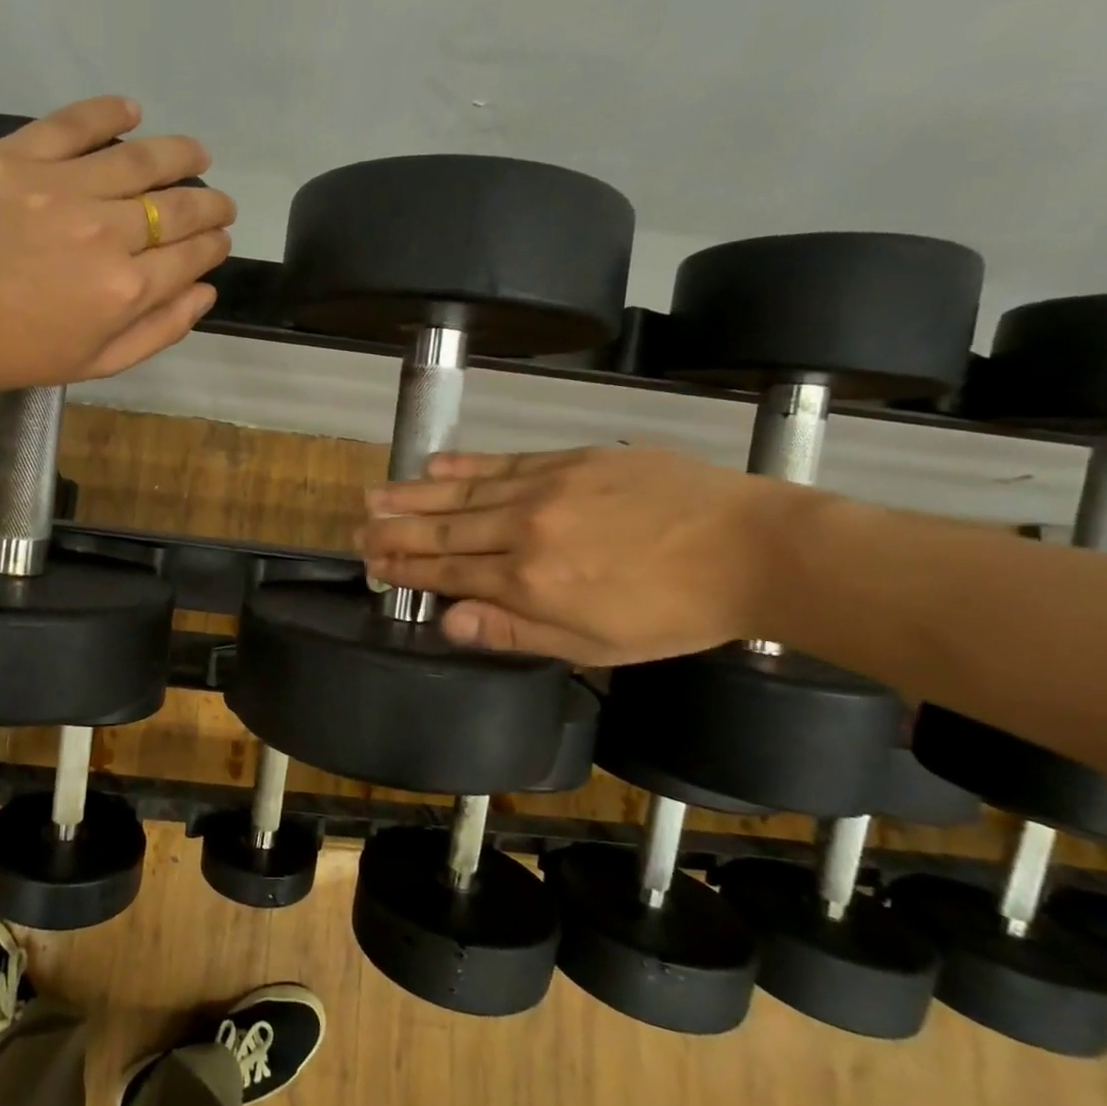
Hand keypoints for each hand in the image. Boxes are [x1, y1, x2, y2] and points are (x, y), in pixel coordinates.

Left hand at [0, 96, 235, 398]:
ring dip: (178, 154)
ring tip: (196, 152)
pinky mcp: (15, 157)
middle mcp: (105, 232)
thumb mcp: (96, 363)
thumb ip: (158, 330)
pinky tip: (132, 111)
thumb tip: (205, 291)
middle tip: (220, 200)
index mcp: (126, 288)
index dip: (213, 244)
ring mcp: (60, 188)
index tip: (219, 238)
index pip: (190, 255)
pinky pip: (72, 124)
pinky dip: (109, 113)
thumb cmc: (14, 354)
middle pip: (175, 206)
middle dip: (209, 203)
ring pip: (138, 160)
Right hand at [357, 446, 802, 663]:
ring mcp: (545, 489)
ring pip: (463, 494)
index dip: (406, 568)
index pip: (448, 572)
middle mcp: (524, 531)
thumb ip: (514, 631)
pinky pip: (504, 462)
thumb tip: (448, 620)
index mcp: (529, 584)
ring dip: (414, 495)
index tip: (373, 563)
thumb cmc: (672, 612)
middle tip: (357, 530)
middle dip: (395, 532)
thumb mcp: (594, 645)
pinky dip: (465, 465)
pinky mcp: (569, 460)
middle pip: (444, 531)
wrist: (749, 548)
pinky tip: (434, 464)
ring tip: (374, 495)